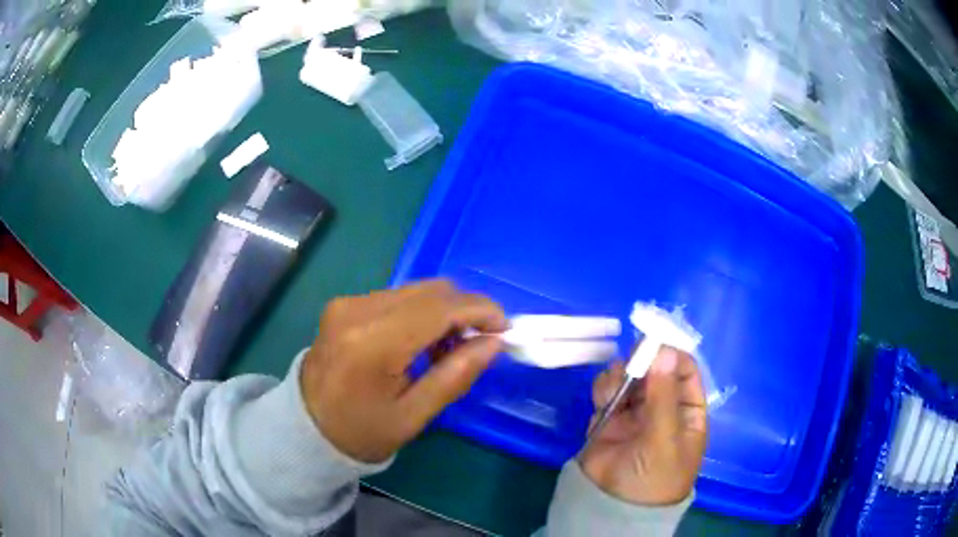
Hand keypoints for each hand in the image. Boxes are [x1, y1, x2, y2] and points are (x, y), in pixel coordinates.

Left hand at [300, 279, 506, 462]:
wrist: (306, 427)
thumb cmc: (361, 432)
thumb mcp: (414, 416)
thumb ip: (455, 376)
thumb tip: (493, 342)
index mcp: (372, 343)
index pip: (439, 308)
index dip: (480, 311)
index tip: (504, 329)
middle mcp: (357, 310)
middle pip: (430, 290)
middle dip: (464, 311)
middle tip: (477, 345)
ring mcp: (347, 303)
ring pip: (415, 290)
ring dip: (443, 312)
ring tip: (445, 350)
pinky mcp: (344, 304)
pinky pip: (397, 297)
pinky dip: (420, 313)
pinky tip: (418, 342)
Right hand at [580, 348, 707, 504]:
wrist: (611, 507)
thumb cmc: (652, 476)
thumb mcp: (664, 438)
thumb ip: (663, 395)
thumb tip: (664, 350)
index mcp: (687, 412)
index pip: (685, 372)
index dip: (672, 355)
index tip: (655, 342)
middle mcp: (663, 407)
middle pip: (656, 369)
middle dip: (643, 361)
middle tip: (631, 359)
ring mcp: (635, 412)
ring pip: (631, 376)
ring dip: (622, 374)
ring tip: (614, 389)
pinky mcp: (609, 417)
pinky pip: (609, 390)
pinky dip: (605, 387)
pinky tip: (603, 399)